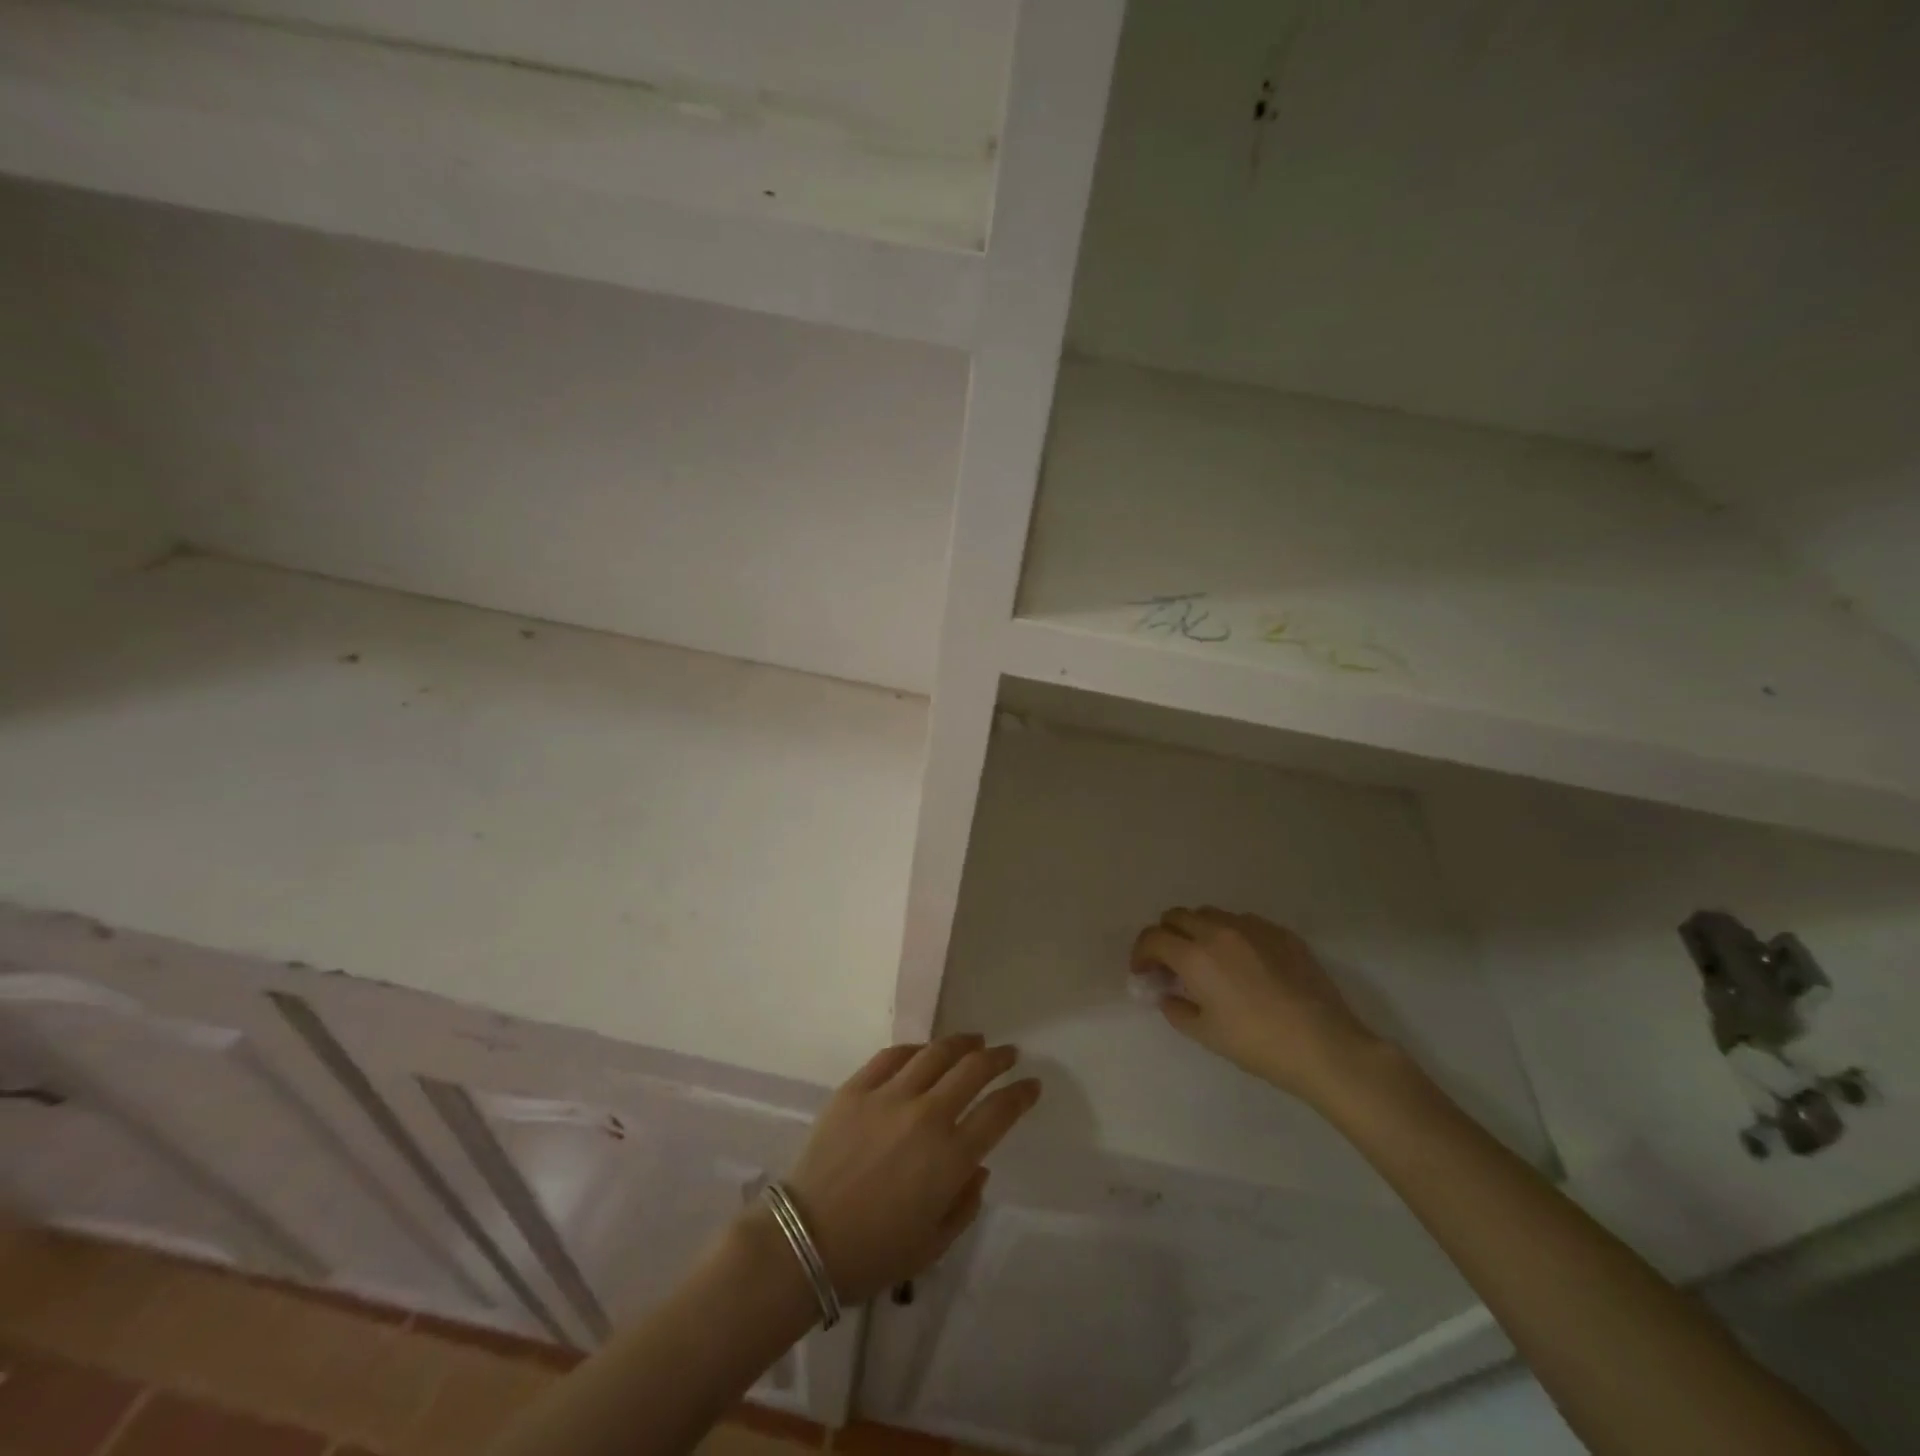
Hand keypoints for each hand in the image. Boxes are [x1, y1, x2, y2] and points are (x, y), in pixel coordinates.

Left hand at [780, 1035, 1039, 1303]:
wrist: (805, 1241)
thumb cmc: (874, 1253)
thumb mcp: (934, 1244)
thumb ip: (965, 1202)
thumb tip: (978, 1165)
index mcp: (951, 1157)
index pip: (999, 1112)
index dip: (1021, 1094)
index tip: (1032, 1084)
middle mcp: (926, 1115)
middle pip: (973, 1070)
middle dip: (998, 1058)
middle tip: (1008, 1054)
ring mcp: (889, 1096)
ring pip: (935, 1053)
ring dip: (962, 1043)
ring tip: (974, 1040)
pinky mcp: (856, 1087)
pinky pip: (892, 1055)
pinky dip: (915, 1048)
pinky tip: (924, 1050)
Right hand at [1132, 907, 1384, 1105]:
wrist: (1324, 1045)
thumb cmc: (1257, 1044)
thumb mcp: (1206, 1034)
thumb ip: (1176, 1009)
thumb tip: (1167, 994)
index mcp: (1195, 956)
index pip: (1153, 937)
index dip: (1141, 953)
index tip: (1144, 973)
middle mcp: (1219, 931)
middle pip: (1177, 916)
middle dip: (1166, 936)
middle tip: (1171, 964)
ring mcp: (1252, 927)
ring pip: (1210, 914)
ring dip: (1197, 931)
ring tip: (1207, 959)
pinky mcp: (1280, 932)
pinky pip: (1243, 922)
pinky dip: (1230, 934)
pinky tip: (1243, 962)